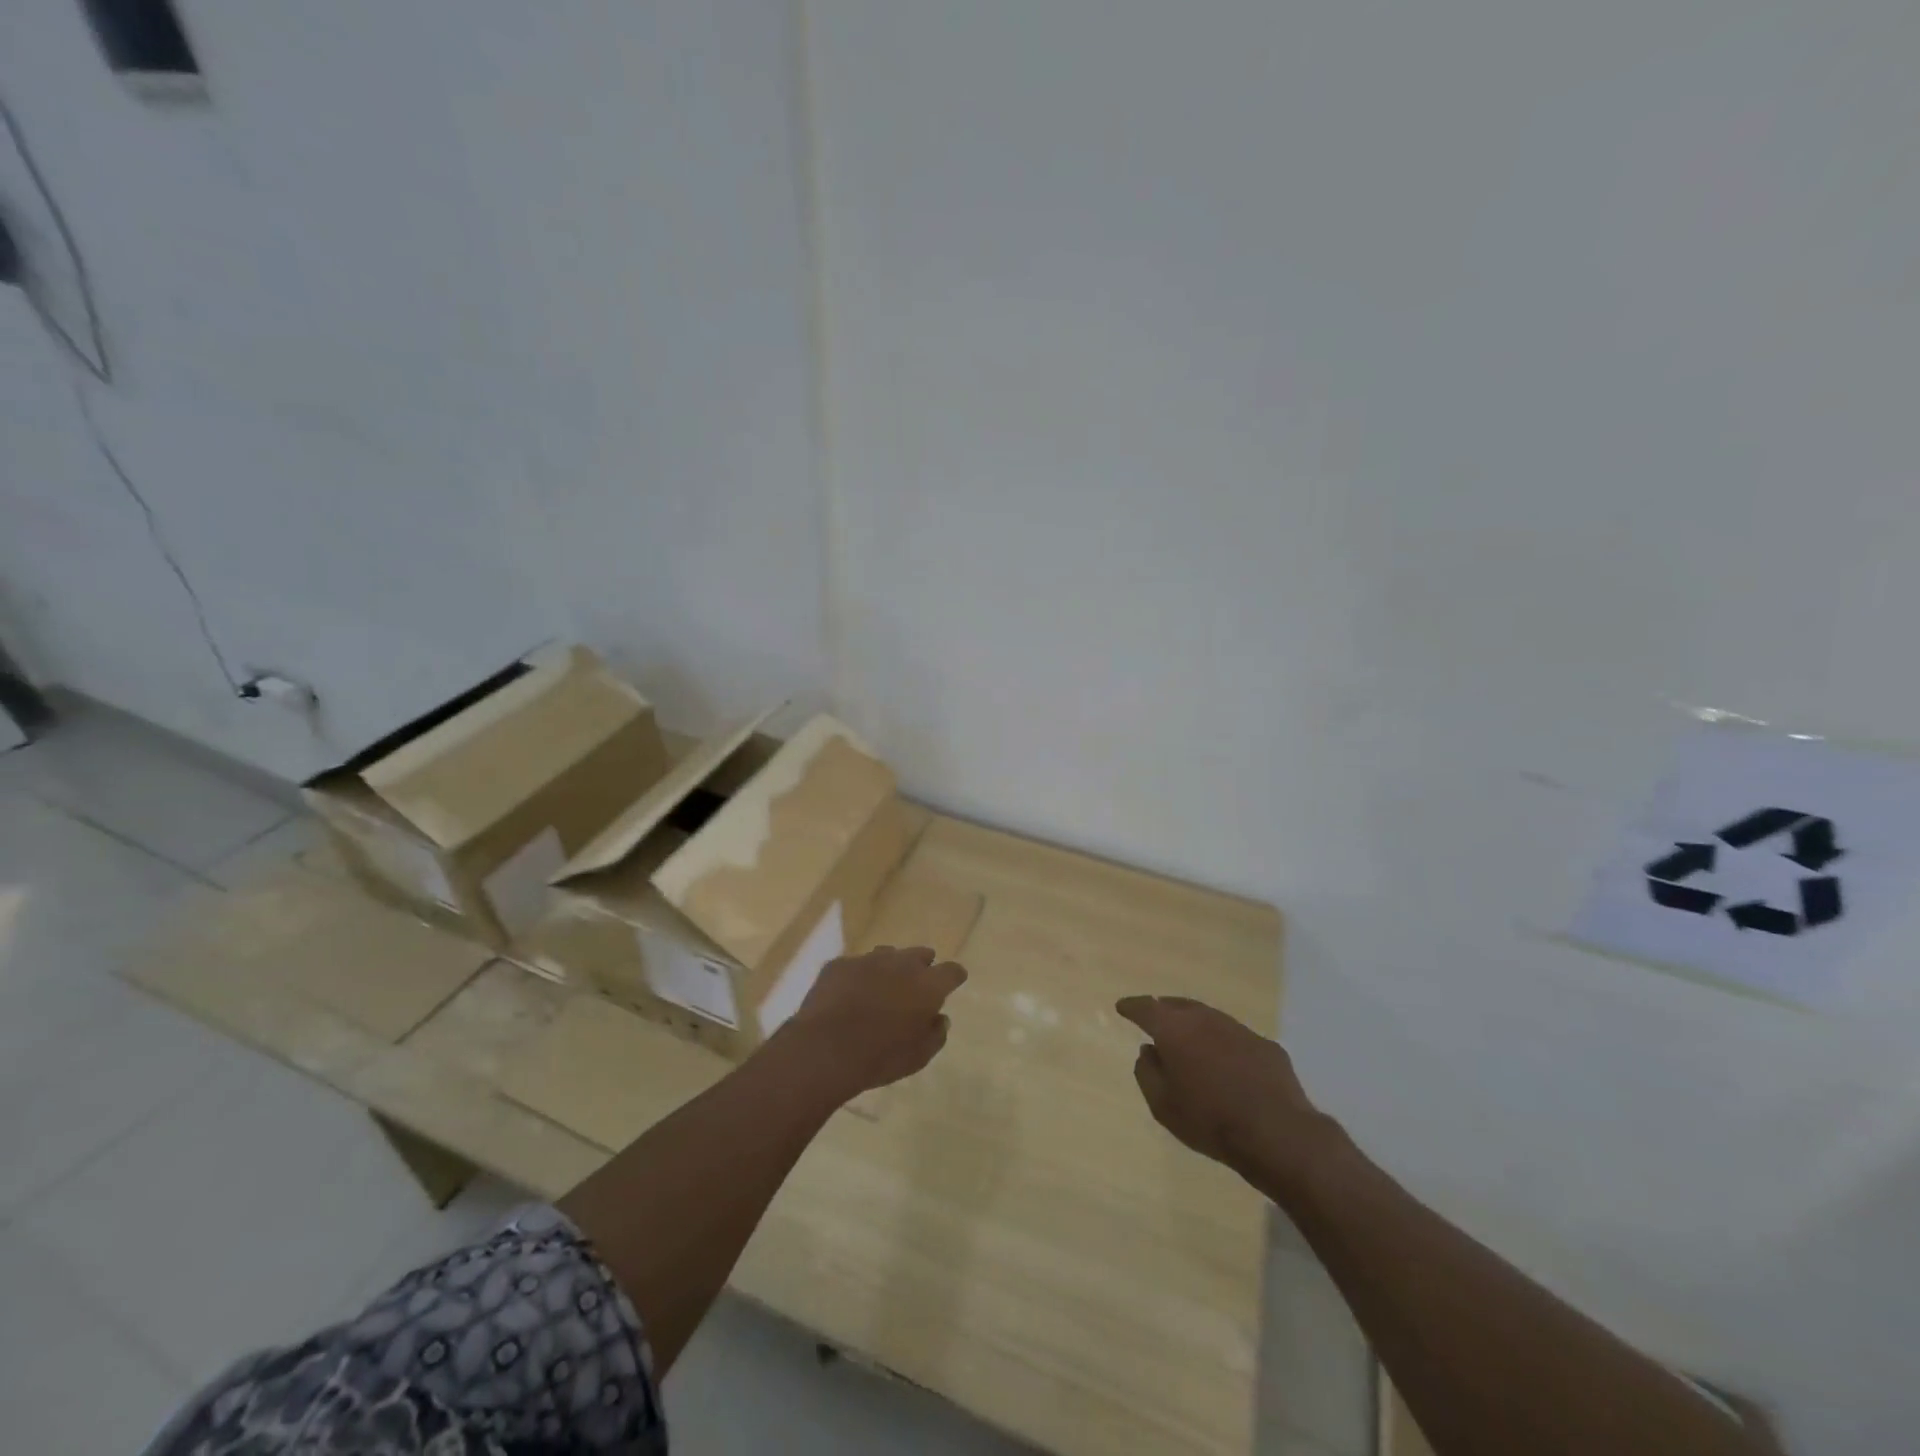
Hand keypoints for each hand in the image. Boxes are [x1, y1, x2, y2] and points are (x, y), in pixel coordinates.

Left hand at [784, 945, 966, 1097]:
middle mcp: (901, 963)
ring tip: (882, 988)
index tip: (953, 982)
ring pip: (887, 955)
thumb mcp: (918, 1057)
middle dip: (921, 967)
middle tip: (916, 985)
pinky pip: (855, 966)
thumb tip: (940, 1019)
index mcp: (928, 985)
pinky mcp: (839, 964)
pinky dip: (857, 977)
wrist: (826, 1048)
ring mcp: (868, 960)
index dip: (953, 977)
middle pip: (920, 955)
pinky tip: (848, 995)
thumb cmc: (881, 1057)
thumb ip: (935, 1035)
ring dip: (889, 968)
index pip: (952, 971)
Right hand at [1115, 995, 1327, 1179]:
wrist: (1277, 1133)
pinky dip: (1222, 1043)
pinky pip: (1235, 1037)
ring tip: (1188, 1037)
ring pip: (1208, 1018)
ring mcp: (1238, 1029)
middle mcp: (1205, 1019)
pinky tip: (1225, 1061)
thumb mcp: (1162, 1105)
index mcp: (1174, 1029)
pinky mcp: (1265, 1045)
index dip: (1132, 1007)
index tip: (1122, 1007)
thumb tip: (1148, 1051)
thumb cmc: (1209, 1120)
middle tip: (1155, 1018)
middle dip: (1164, 1009)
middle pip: (1178, 1006)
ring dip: (1194, 1024)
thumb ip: (1147, 1073)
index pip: (1146, 1008)